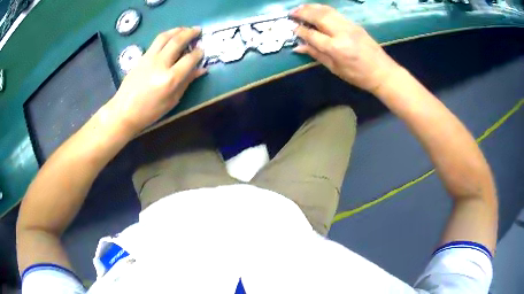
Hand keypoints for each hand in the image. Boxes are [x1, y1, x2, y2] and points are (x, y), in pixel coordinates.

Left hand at [108, 27, 206, 134]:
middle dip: (190, 33)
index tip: (202, 50)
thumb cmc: (150, 112)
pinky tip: (170, 37)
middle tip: (198, 30)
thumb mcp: (172, 101)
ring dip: (177, 30)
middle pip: (177, 41)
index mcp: (170, 79)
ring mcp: (149, 58)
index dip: (199, 53)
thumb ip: (186, 82)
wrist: (123, 111)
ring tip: (185, 29)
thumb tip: (201, 69)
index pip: (189, 59)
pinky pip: (156, 42)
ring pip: (165, 37)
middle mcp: (160, 64)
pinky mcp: (141, 57)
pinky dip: (166, 36)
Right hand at [291, 4, 401, 93]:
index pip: (312, 35)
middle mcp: (341, 33)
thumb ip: (316, 55)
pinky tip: (316, 9)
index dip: (300, 31)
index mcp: (336, 48)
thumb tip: (298, 47)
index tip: (291, 27)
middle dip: (303, 13)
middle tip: (291, 12)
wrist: (382, 72)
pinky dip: (323, 9)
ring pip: (327, 11)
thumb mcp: (335, 69)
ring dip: (312, 7)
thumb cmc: (358, 75)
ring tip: (301, 7)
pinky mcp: (354, 24)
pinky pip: (335, 13)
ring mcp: (349, 26)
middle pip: (319, 17)